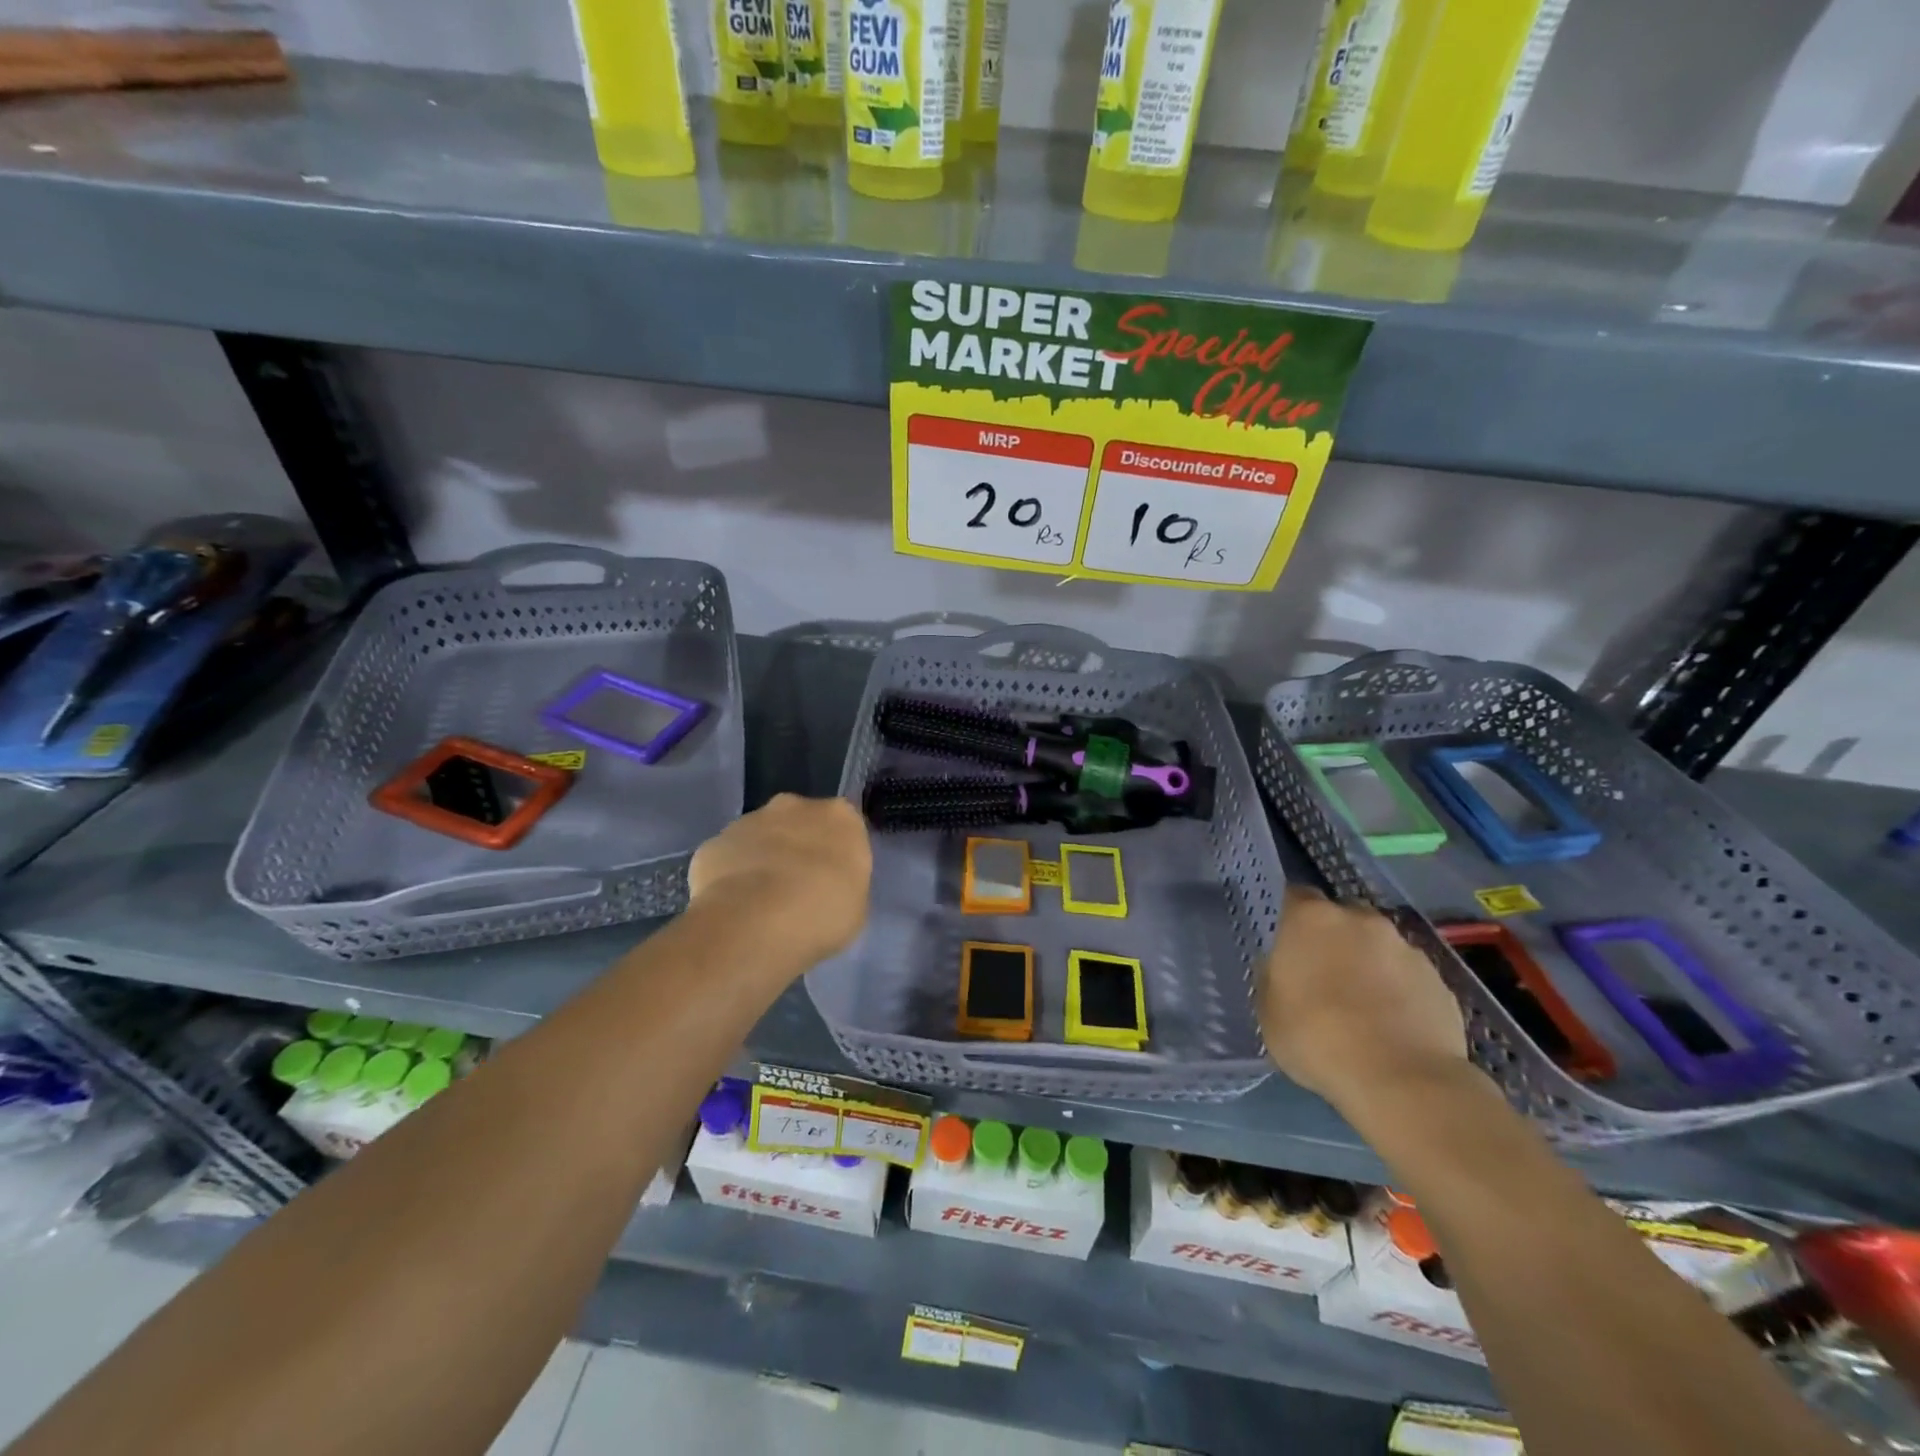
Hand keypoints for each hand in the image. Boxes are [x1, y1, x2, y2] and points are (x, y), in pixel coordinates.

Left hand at [688, 794, 871, 964]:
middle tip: (798, 889)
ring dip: (763, 860)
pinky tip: (733, 907)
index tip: (832, 880)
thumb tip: (829, 885)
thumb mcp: (856, 906)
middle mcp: (795, 806)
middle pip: (800, 822)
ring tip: (761, 904)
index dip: (837, 855)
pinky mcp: (714, 843)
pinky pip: (728, 858)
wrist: (755, 924)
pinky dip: (730, 877)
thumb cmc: (821, 915)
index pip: (844, 828)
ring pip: (760, 837)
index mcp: (840, 817)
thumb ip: (844, 884)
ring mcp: (749, 820)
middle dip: (798, 848)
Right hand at [1258, 887, 1468, 1113]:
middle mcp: (1360, 919)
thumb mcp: (1268, 1008)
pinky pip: (1409, 977)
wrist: (1401, 1080)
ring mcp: (1406, 948)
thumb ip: (1275, 975)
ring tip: (1364, 1007)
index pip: (1295, 896)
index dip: (1290, 918)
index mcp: (1312, 918)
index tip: (1286, 943)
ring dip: (1369, 964)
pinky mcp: (1440, 981)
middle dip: (1333, 939)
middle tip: (1324, 976)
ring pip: (1379, 946)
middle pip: (1342, 917)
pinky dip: (1400, 991)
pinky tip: (1394, 1026)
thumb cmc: (1316, 1038)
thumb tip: (1287, 967)